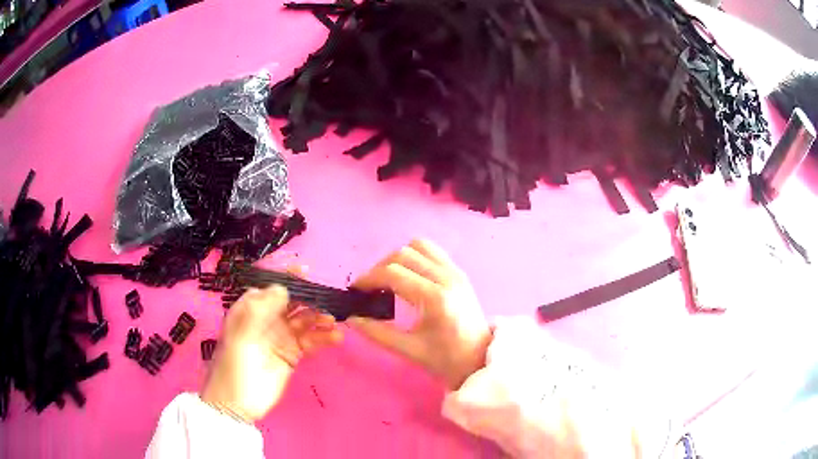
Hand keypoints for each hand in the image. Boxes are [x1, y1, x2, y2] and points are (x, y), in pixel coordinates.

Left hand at [201, 285, 341, 422]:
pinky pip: (309, 341)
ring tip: (331, 322)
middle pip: (291, 302)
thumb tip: (282, 287)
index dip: (287, 279)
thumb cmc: (234, 367)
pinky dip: (322, 337)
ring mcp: (280, 337)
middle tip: (326, 302)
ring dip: (318, 318)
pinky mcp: (292, 354)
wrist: (237, 404)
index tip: (306, 273)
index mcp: (249, 310)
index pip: (269, 288)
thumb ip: (260, 311)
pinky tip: (335, 338)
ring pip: (303, 321)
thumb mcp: (242, 337)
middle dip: (308, 299)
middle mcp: (266, 320)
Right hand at [350, 239, 491, 389]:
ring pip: (418, 246)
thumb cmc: (446, 359)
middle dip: (380, 268)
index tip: (355, 291)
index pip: (393, 273)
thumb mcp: (409, 350)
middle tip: (369, 288)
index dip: (368, 278)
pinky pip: (432, 252)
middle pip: (403, 254)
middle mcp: (447, 277)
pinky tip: (409, 277)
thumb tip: (350, 319)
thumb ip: (377, 333)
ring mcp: (456, 271)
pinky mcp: (459, 272)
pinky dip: (415, 257)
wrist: (480, 359)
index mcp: (435, 298)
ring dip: (397, 258)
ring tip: (388, 280)